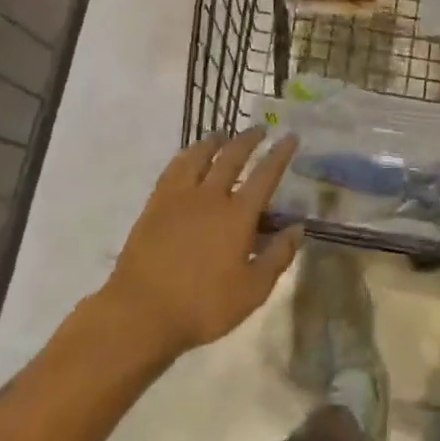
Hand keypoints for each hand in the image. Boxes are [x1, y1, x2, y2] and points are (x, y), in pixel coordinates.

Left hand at [105, 128, 303, 360]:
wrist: (141, 311)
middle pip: (232, 157)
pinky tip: (187, 157)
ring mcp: (180, 197)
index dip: (280, 154)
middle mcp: (211, 196)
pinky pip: (173, 169)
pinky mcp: (155, 204)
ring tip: (222, 135)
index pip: (265, 175)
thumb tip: (298, 228)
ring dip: (214, 142)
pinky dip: (185, 156)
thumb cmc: (202, 305)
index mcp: (238, 215)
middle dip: (248, 140)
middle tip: (259, 129)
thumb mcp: (251, 291)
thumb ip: (277, 257)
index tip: (289, 136)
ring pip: (199, 156)